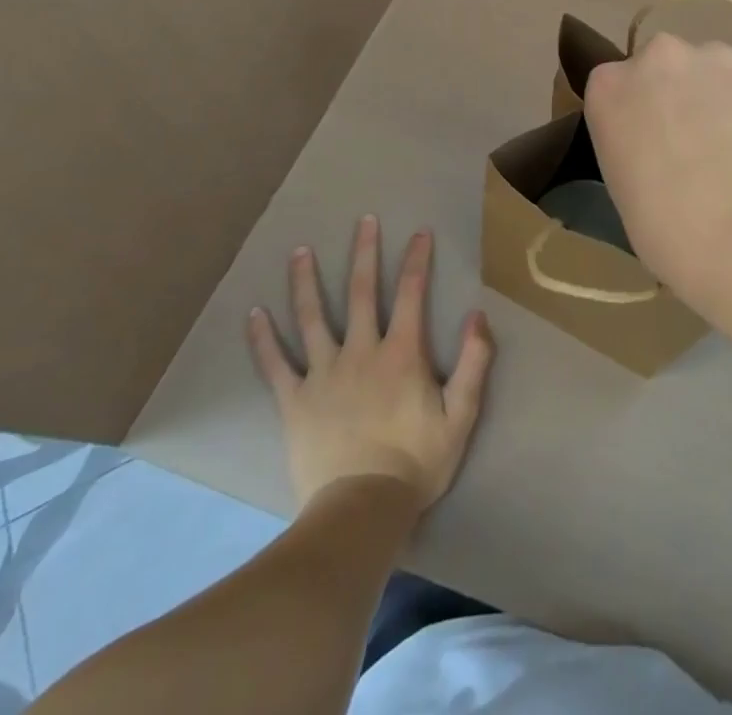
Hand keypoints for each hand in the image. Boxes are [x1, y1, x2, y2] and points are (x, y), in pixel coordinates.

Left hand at [247, 215, 493, 511]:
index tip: (419, 232)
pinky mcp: (294, 401)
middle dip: (364, 253)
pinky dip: (263, 339)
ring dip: (307, 282)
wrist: (361, 511)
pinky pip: (275, 365)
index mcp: (401, 353)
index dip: (416, 260)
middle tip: (363, 220)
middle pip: (361, 293)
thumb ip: (474, 363)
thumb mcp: (461, 415)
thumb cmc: (416, 462)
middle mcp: (361, 352)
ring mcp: (323, 375)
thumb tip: (477, 315)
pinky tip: (254, 314)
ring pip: (312, 318)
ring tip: (301, 251)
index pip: (411, 293)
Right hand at [583, 35, 731, 325]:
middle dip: (684, 96)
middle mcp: (661, 56)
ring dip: (728, 99)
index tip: (655, 147)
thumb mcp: (626, 189)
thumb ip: (638, 147)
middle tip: (702, 147)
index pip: (618, 87)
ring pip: (721, 71)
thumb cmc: (672, 230)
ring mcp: (720, 58)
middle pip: (670, 66)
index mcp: (610, 88)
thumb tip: (668, 148)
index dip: (641, 115)